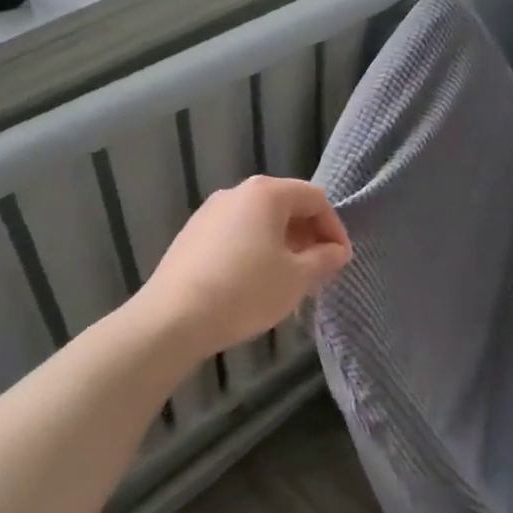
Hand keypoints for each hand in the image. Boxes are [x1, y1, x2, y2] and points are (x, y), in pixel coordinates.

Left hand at [137, 176, 351, 358]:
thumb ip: (324, 260)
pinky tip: (255, 284)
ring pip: (260, 222)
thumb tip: (336, 251)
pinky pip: (236, 235)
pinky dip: (255, 252)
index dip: (334, 228)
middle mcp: (236, 192)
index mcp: (266, 193)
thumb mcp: (297, 278)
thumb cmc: (245, 291)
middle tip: (318, 271)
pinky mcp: (191, 236)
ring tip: (289, 281)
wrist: (172, 319)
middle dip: (308, 237)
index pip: (315, 198)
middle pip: (286, 206)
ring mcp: (209, 213)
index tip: (340, 261)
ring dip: (283, 246)